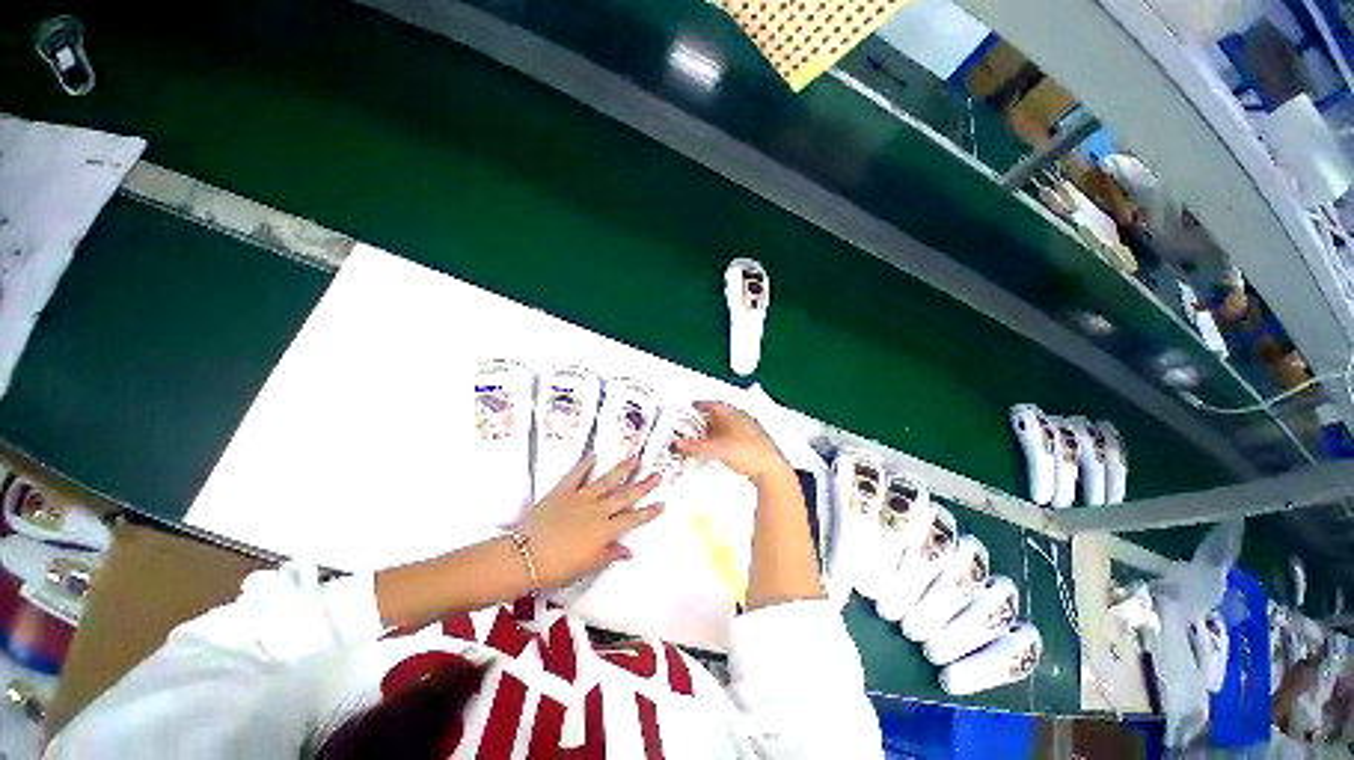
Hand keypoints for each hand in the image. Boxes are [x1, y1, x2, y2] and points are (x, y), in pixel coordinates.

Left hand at [517, 453, 663, 588]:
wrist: (523, 556)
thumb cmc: (556, 568)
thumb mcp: (586, 566)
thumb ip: (608, 555)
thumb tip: (628, 551)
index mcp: (604, 530)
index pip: (633, 519)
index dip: (649, 512)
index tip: (663, 503)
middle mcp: (597, 510)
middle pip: (625, 496)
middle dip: (643, 485)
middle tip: (657, 474)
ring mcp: (580, 498)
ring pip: (606, 481)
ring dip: (622, 469)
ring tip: (635, 457)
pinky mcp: (562, 491)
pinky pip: (576, 475)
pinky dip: (585, 464)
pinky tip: (593, 455)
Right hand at [676, 401, 789, 484]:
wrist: (770, 469)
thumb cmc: (743, 452)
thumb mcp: (714, 449)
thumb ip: (694, 446)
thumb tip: (677, 443)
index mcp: (732, 413)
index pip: (713, 404)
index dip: (701, 405)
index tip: (692, 407)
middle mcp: (742, 417)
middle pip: (721, 414)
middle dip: (707, 418)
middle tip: (694, 425)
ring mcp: (750, 429)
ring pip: (729, 424)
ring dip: (717, 429)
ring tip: (705, 438)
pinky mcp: (756, 441)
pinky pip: (736, 434)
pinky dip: (725, 437)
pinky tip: (722, 447)